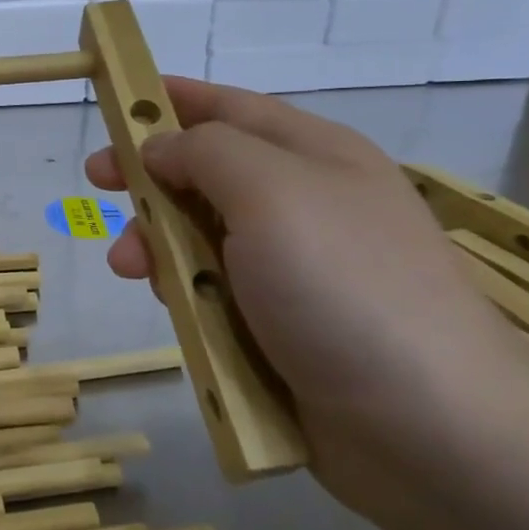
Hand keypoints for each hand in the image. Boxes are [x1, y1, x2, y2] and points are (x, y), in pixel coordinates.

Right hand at [85, 77, 528, 513]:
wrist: (430, 428)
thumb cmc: (344, 286)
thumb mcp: (271, 192)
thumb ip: (205, 152)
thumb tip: (161, 148)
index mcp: (312, 153)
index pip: (228, 106)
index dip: (169, 100)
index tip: (113, 104)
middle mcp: (303, 202)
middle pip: (206, 171)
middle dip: (149, 176)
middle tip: (97, 184)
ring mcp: (293, 267)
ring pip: (201, 234)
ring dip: (157, 241)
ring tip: (131, 266)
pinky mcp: (280, 324)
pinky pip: (213, 289)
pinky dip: (184, 290)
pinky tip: (172, 305)